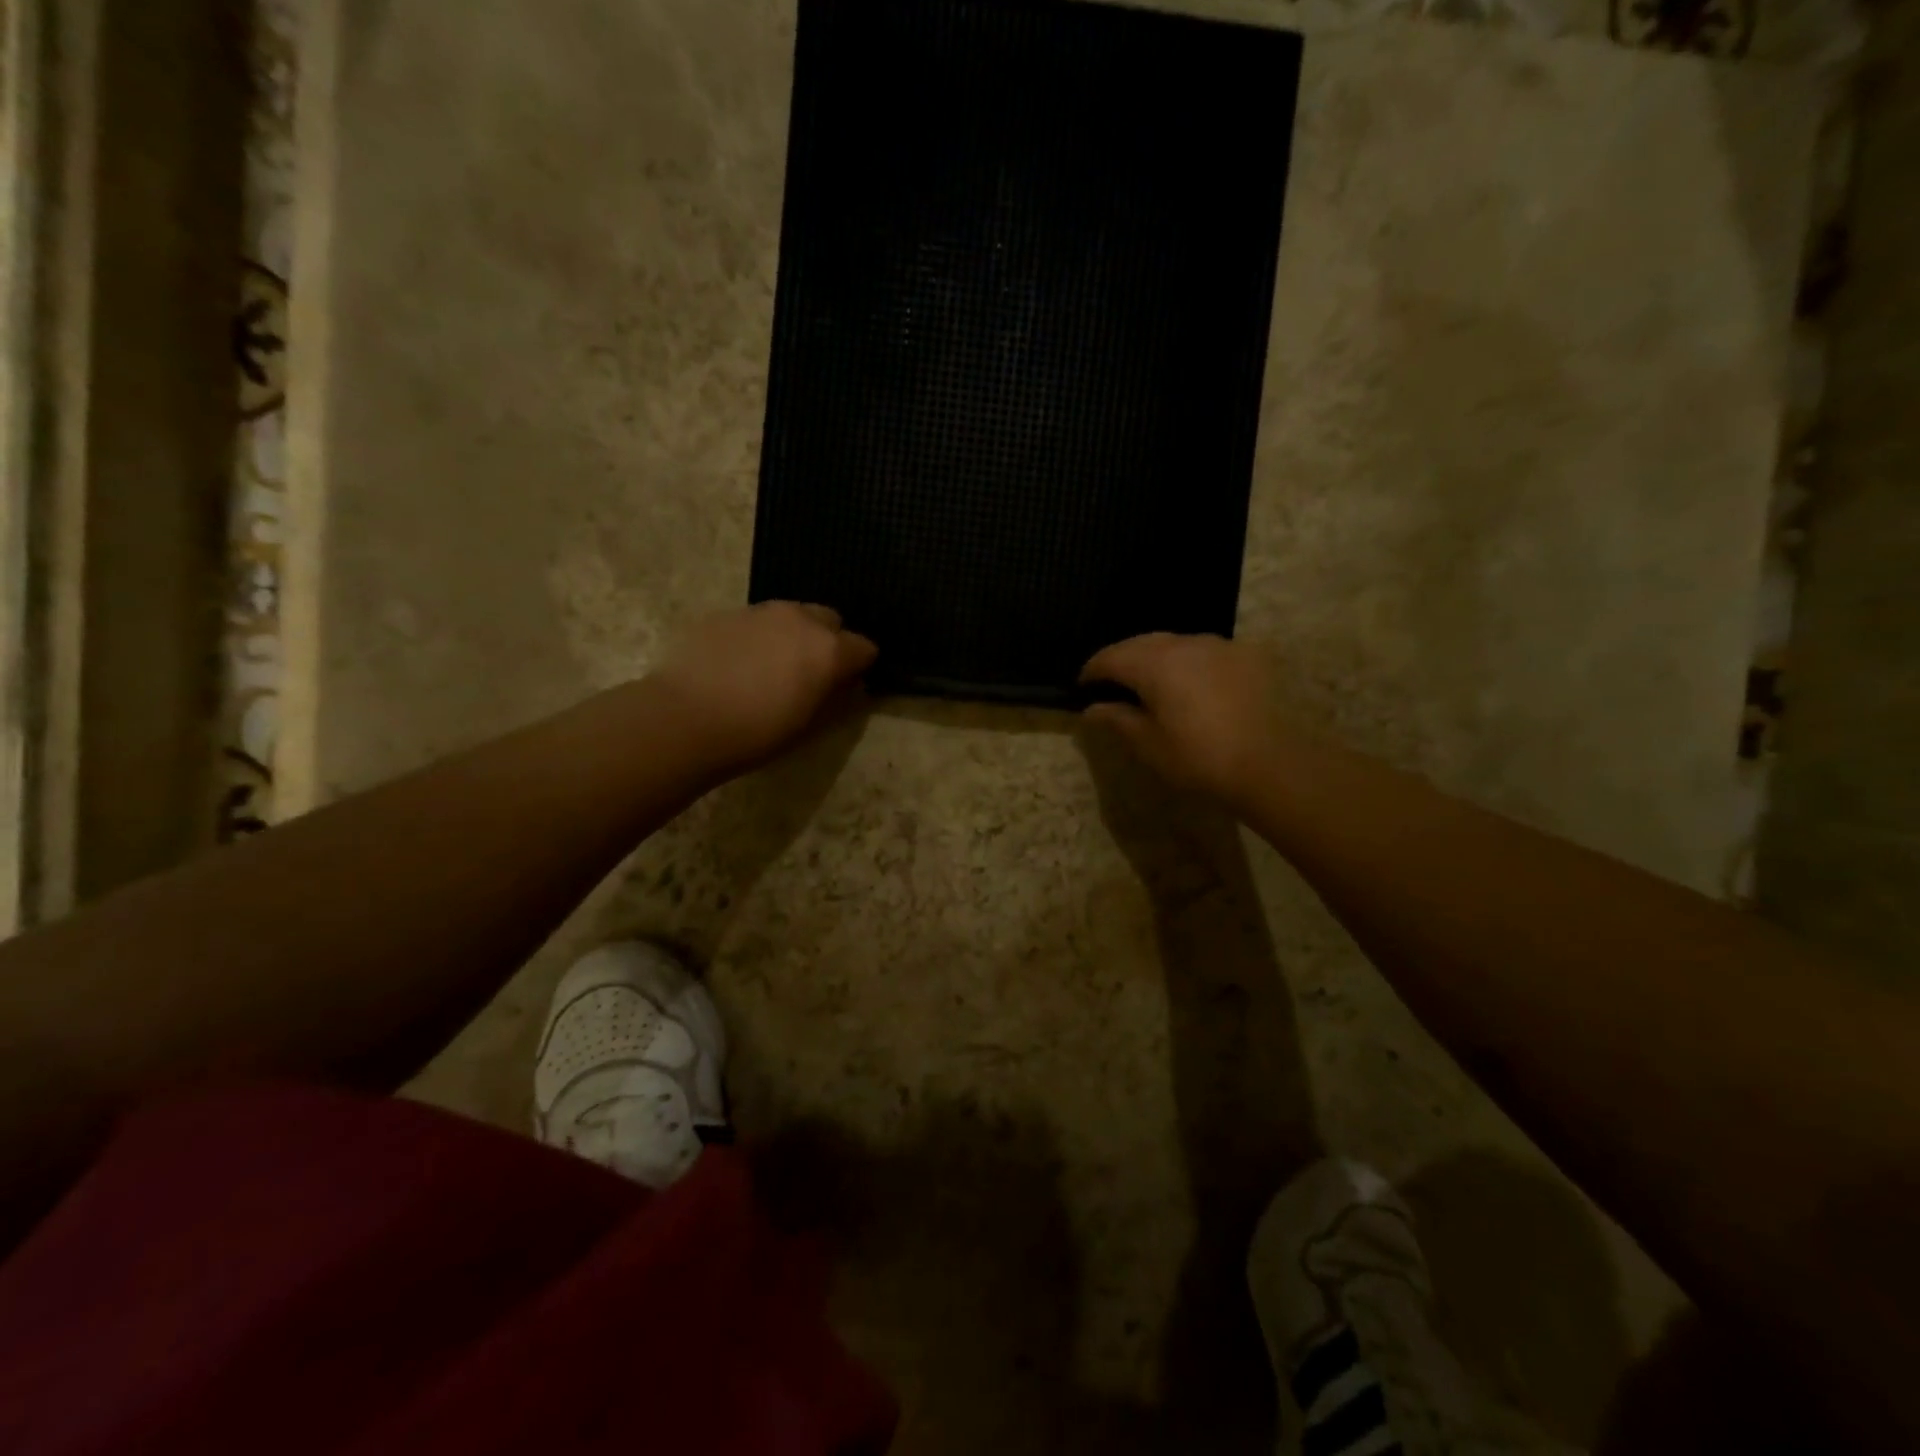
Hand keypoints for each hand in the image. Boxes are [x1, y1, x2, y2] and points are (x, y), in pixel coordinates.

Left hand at [652, 603, 876, 775]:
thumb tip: (847, 684)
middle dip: (828, 640)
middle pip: (830, 619)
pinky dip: (756, 637)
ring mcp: (760, 611)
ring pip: (790, 614)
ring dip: (792, 634)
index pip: (865, 647)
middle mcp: (800, 619)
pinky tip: (737, 664)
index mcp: (829, 649)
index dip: (859, 666)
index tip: (847, 684)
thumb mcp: (810, 726)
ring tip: (771, 667)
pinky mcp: (724, 614)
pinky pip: (754, 621)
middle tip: (810, 672)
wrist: (684, 719)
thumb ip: (836, 698)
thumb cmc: (757, 733)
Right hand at [1079, 634, 1282, 803]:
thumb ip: (1118, 720)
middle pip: (1142, 642)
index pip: (1111, 657)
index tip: (1083, 686)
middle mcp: (1186, 643)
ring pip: (1176, 642)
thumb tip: (1092, 709)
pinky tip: (1192, 684)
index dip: (1093, 670)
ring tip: (1151, 682)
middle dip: (1122, 659)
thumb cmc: (1201, 758)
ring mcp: (1220, 645)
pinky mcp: (1248, 655)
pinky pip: (1206, 651)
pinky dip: (1188, 661)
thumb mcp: (1150, 745)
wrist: (1274, 764)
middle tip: (1112, 683)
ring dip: (1156, 657)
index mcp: (1155, 663)